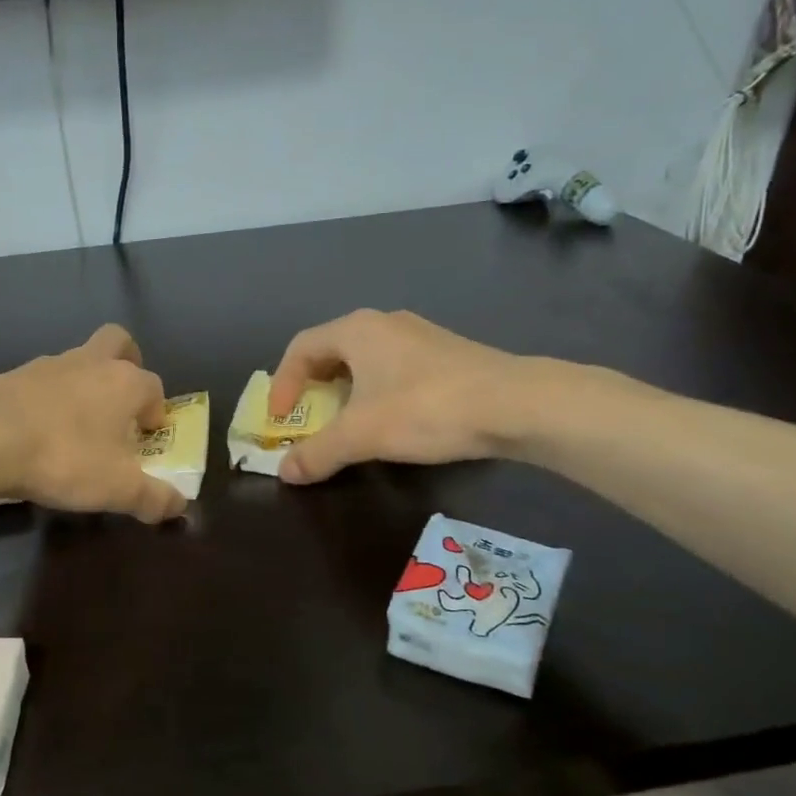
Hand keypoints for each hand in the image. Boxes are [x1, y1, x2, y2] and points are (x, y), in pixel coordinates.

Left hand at [0, 324, 185, 522]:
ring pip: (77, 361)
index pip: (154, 387)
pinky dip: (48, 399)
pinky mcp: (12, 376)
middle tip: (121, 402)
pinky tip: (38, 430)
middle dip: (127, 365)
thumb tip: (180, 507)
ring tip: (76, 426)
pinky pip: (41, 381)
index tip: (147, 439)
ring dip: (84, 384)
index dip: (155, 412)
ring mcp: (48, 365)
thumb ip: (153, 498)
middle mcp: (90, 363)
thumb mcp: (117, 489)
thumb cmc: (65, 457)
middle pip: (118, 343)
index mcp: (125, 382)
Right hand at [267, 310, 545, 482]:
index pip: (300, 347)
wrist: (516, 404)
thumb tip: (284, 472)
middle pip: (331, 350)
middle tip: (306, 418)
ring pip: (365, 359)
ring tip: (344, 422)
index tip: (279, 418)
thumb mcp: (362, 435)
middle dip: (312, 386)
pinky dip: (375, 391)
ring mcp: (419, 336)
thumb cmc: (426, 409)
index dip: (282, 383)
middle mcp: (384, 323)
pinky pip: (393, 368)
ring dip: (345, 390)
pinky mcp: (446, 355)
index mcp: (357, 330)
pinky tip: (390, 420)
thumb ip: (318, 452)